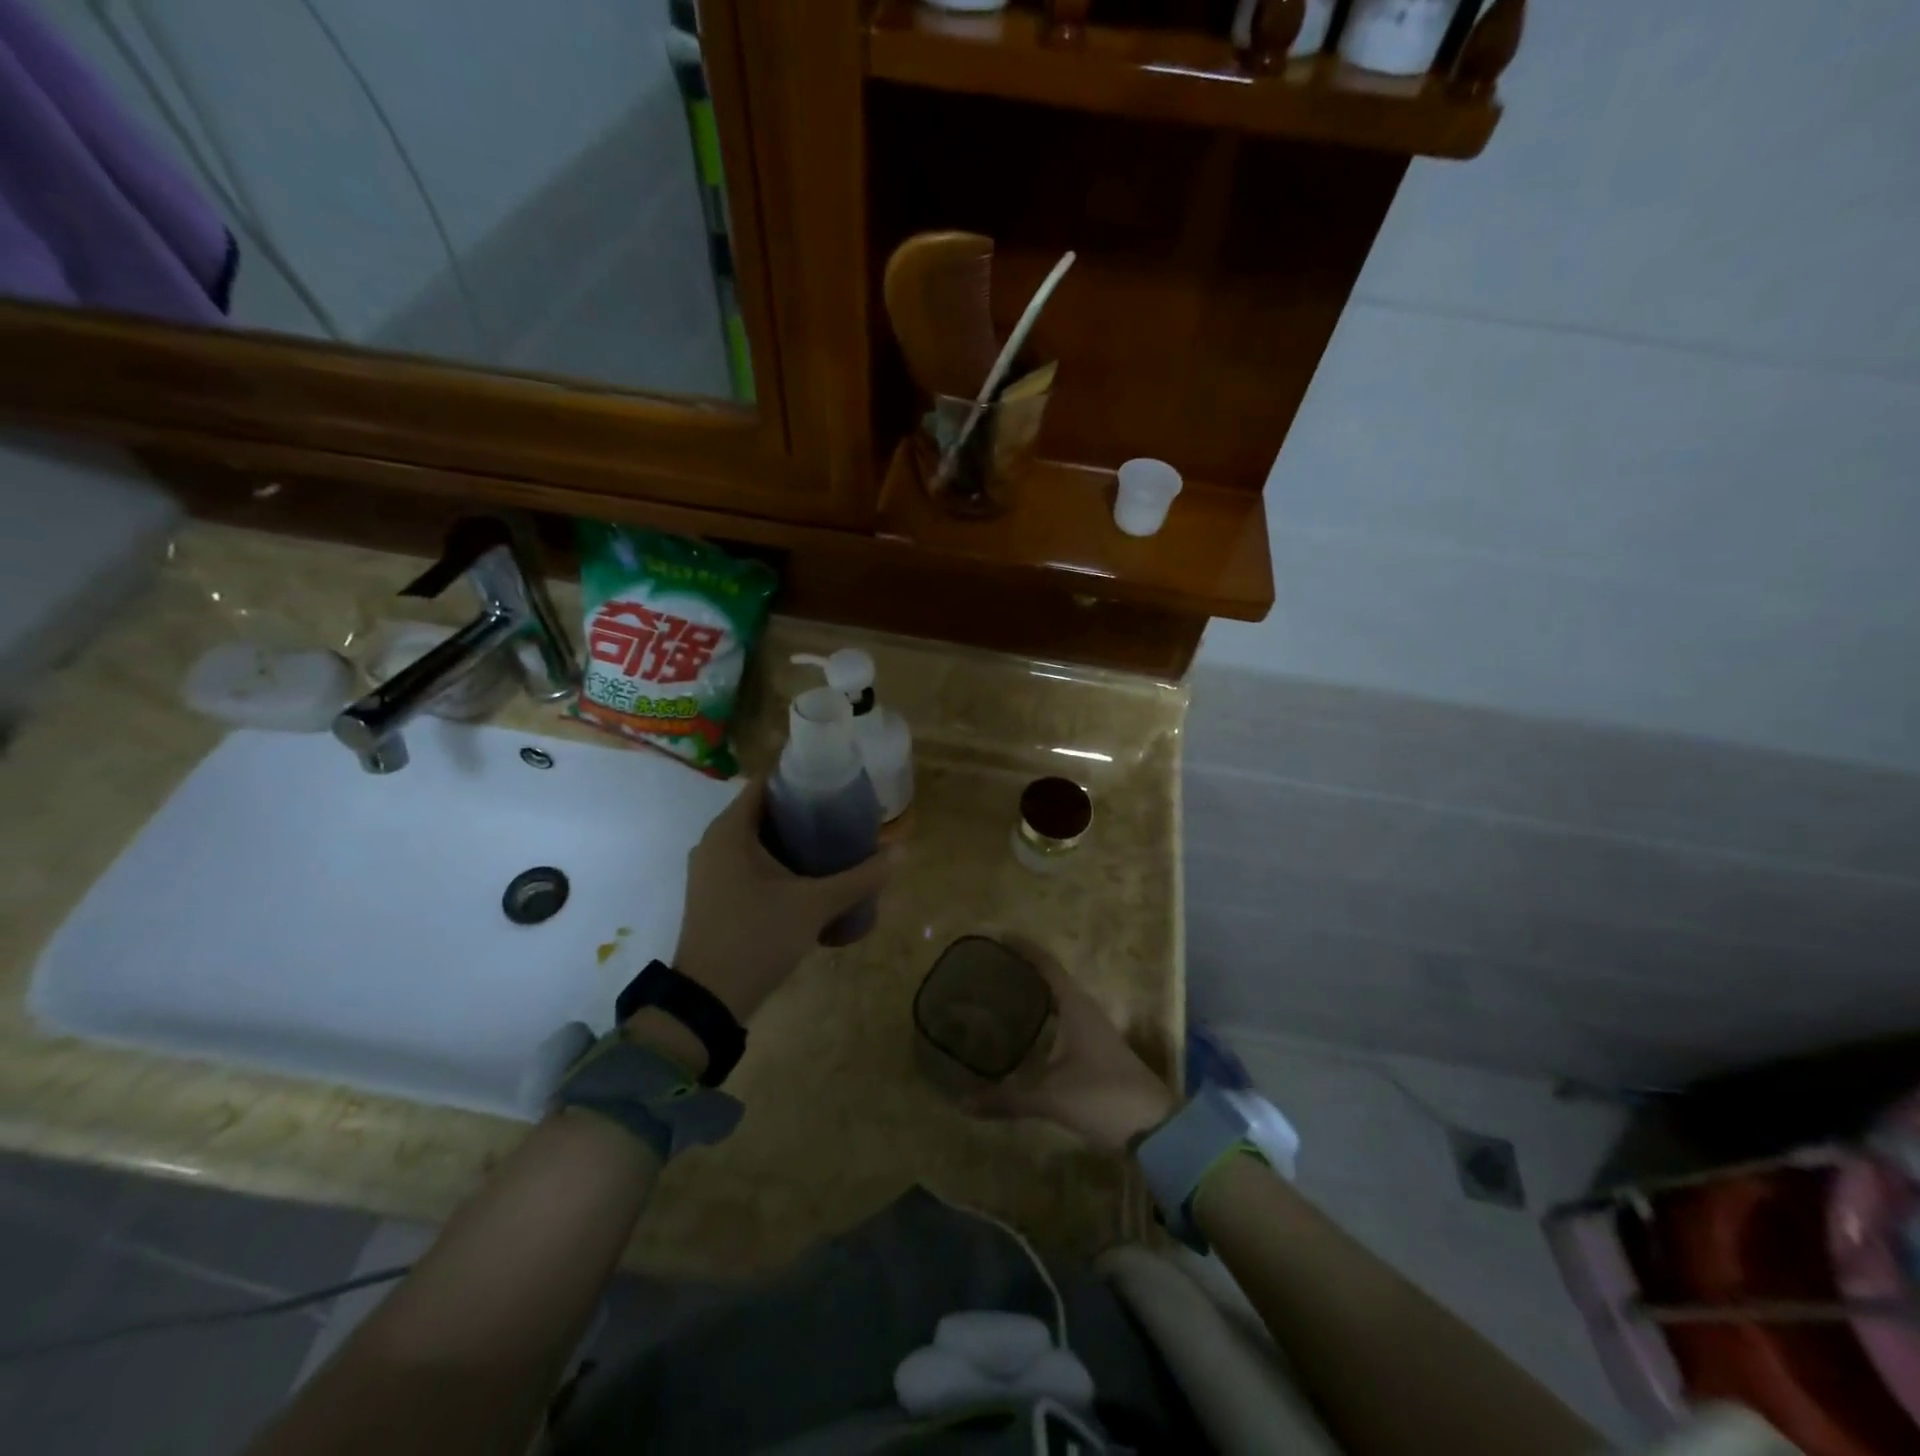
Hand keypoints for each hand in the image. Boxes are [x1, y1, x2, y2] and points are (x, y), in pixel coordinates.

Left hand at [666, 776, 892, 1024]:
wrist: (709, 1000)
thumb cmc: (758, 937)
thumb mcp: (815, 905)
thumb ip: (859, 878)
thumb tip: (901, 852)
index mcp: (729, 831)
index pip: (765, 784)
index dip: (800, 778)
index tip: (836, 782)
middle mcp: (714, 842)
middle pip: (763, 811)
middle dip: (803, 811)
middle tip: (844, 813)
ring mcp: (710, 870)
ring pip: (756, 840)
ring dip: (791, 839)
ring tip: (834, 841)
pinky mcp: (714, 894)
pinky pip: (748, 862)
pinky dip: (776, 861)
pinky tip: (808, 874)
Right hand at [964, 937, 1178, 1154]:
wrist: (1157, 1130)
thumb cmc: (1104, 1098)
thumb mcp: (1051, 1097)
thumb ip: (1007, 1098)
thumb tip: (963, 1102)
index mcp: (1077, 1007)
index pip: (1047, 965)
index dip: (1024, 949)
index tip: (999, 936)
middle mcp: (1086, 1012)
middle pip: (1051, 981)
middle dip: (1023, 974)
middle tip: (989, 970)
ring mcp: (1094, 1033)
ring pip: (1058, 1004)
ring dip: (1034, 998)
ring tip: (1000, 998)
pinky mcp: (1096, 1054)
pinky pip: (1063, 1025)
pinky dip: (1043, 1022)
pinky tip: (1025, 1038)